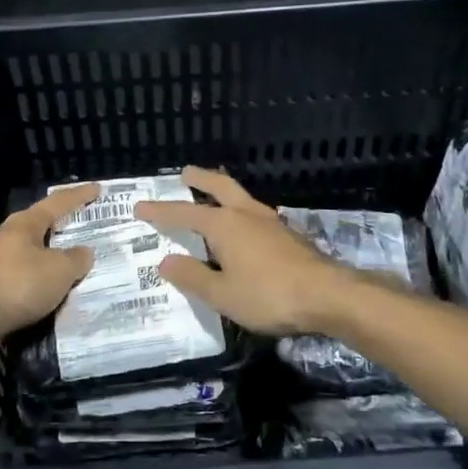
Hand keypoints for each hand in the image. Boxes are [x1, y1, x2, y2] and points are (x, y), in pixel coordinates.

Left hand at [0, 184, 98, 348]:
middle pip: (39, 228)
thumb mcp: (59, 271)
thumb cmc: (17, 283)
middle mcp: (5, 238)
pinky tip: (47, 297)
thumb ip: (76, 259)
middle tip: (84, 232)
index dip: (79, 196)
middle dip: (61, 230)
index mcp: (24, 224)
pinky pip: (20, 282)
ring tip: (70, 270)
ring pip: (28, 257)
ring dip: (48, 262)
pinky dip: (36, 286)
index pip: (57, 203)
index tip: (97, 189)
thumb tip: (84, 252)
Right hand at [136, 167, 365, 336]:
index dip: (160, 211)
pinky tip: (246, 226)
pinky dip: (242, 211)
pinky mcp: (288, 235)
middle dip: (200, 179)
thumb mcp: (222, 294)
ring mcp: (271, 222)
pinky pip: (256, 214)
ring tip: (214, 196)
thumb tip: (165, 261)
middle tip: (185, 173)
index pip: (183, 214)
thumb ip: (192, 276)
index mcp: (224, 225)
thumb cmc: (268, 294)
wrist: (327, 295)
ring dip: (223, 192)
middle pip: (220, 187)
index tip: (140, 206)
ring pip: (241, 197)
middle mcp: (246, 215)